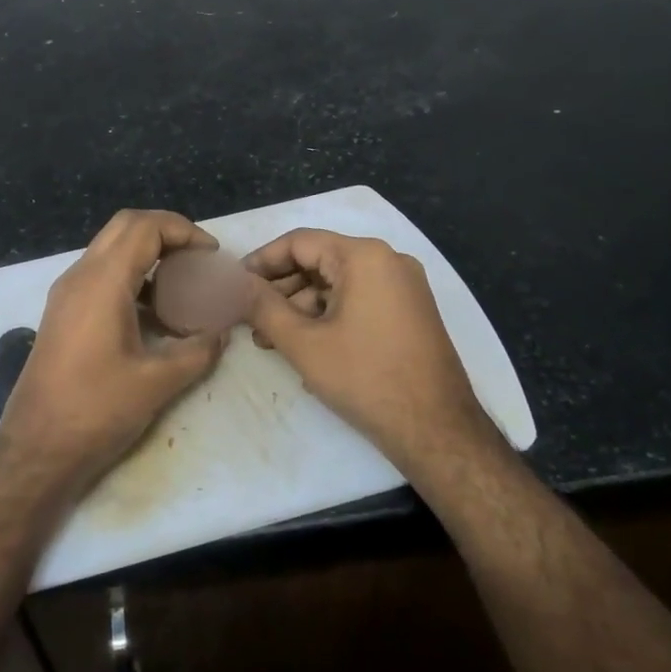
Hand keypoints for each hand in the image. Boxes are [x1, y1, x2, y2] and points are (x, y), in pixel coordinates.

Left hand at [0, 210, 227, 491]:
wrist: (36, 448)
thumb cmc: (96, 410)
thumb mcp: (158, 382)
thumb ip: (198, 350)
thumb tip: (221, 333)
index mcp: (102, 281)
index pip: (145, 227)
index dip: (184, 231)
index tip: (212, 255)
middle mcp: (79, 276)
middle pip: (125, 227)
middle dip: (166, 233)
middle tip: (198, 259)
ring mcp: (66, 294)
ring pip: (110, 250)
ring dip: (147, 255)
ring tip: (183, 285)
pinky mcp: (62, 313)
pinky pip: (100, 275)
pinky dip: (131, 277)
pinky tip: (154, 313)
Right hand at [244, 229, 499, 471]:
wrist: (436, 429)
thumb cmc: (365, 378)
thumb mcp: (303, 342)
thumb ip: (262, 306)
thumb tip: (234, 284)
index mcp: (364, 256)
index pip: (299, 242)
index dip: (261, 262)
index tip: (234, 286)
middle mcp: (388, 261)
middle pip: (319, 261)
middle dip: (279, 290)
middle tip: (247, 318)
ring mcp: (403, 287)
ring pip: (337, 284)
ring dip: (300, 308)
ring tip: (270, 341)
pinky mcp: (409, 312)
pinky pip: (358, 301)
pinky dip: (328, 317)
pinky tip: (304, 347)